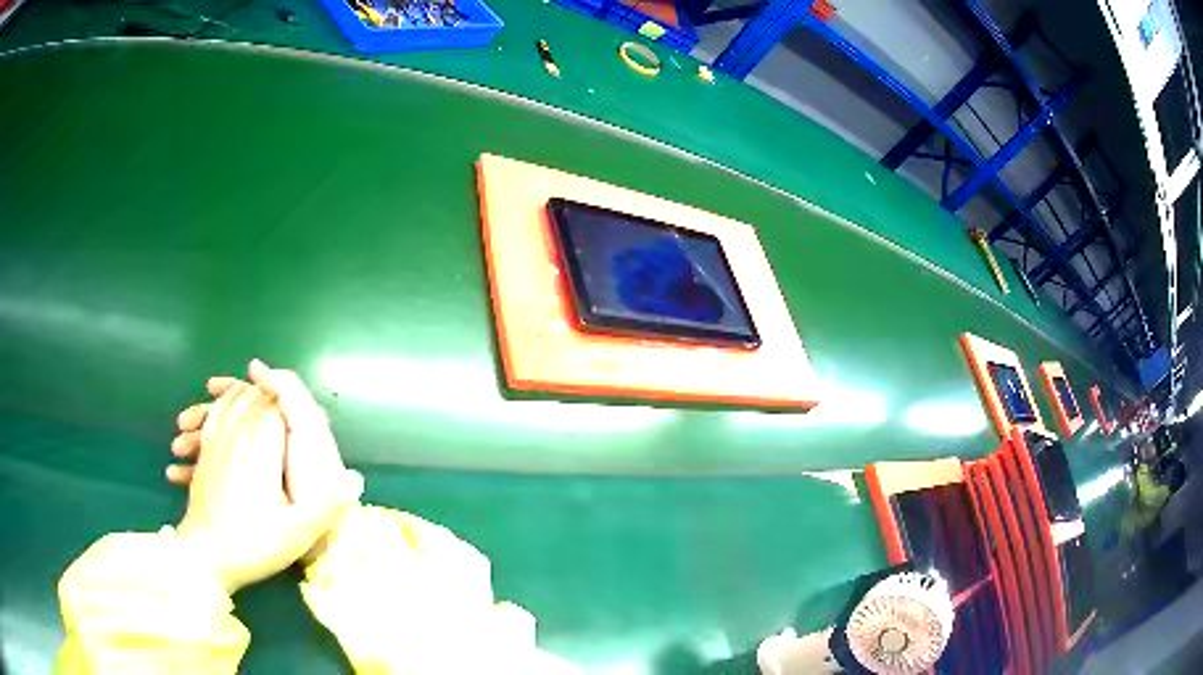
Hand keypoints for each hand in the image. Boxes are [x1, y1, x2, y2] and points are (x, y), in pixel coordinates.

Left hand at [168, 360, 360, 591]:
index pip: (278, 406)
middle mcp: (237, 434)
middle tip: (294, 408)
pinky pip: (215, 414)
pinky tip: (229, 412)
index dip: (295, 404)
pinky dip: (225, 404)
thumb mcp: (297, 533)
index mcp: (261, 447)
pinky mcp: (204, 452)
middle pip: (256, 397)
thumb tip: (356, 480)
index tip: (313, 418)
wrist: (204, 555)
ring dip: (248, 395)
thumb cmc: (252, 544)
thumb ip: (326, 505)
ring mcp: (216, 441)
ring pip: (233, 401)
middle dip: (274, 396)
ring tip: (262, 399)